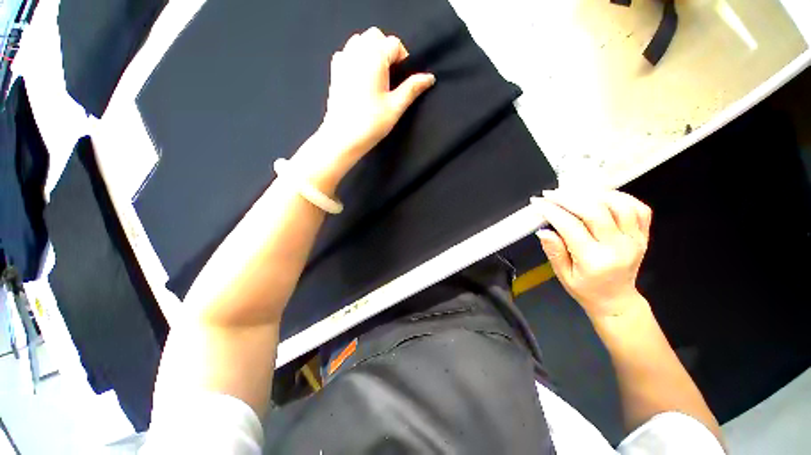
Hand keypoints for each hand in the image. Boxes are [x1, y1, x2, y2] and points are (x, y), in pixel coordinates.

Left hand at [320, 27, 434, 162]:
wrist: (343, 137)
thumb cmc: (371, 123)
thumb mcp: (396, 106)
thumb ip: (412, 88)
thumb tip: (430, 77)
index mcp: (374, 57)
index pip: (394, 44)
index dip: (403, 59)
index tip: (403, 79)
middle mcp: (356, 51)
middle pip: (376, 36)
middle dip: (386, 50)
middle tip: (391, 76)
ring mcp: (342, 59)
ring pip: (359, 41)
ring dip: (371, 51)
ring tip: (376, 76)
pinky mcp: (334, 70)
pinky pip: (347, 53)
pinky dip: (356, 58)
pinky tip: (360, 78)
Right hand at [532, 190, 651, 318]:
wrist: (616, 299)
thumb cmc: (586, 289)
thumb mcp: (563, 275)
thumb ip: (554, 252)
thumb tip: (543, 230)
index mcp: (595, 260)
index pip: (571, 226)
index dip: (552, 211)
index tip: (538, 203)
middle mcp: (618, 247)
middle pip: (595, 211)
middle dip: (568, 198)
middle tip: (551, 194)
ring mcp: (635, 239)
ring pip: (619, 205)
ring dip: (593, 194)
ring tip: (573, 192)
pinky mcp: (643, 235)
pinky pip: (638, 208)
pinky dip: (620, 197)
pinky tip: (601, 196)